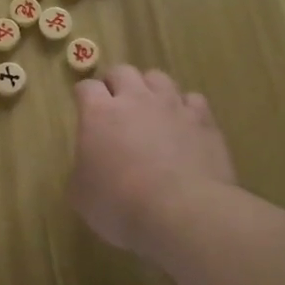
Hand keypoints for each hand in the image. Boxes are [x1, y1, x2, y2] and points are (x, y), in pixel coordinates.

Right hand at [71, 66, 236, 258]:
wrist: (182, 213)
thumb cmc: (120, 205)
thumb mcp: (81, 195)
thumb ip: (82, 170)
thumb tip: (89, 166)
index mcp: (99, 113)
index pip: (86, 87)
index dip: (84, 96)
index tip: (84, 108)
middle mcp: (135, 99)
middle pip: (122, 71)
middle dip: (116, 83)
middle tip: (115, 105)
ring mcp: (172, 106)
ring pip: (158, 77)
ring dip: (150, 89)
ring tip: (150, 109)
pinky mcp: (203, 120)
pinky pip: (192, 99)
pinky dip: (185, 108)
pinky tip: (183, 125)